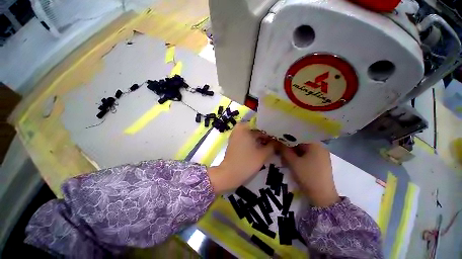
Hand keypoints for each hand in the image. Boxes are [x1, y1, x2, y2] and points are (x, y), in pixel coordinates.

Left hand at [208, 123, 274, 192]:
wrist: (229, 175)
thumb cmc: (246, 163)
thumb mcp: (263, 154)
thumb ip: (273, 145)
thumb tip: (278, 141)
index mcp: (244, 127)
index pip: (262, 125)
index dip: (272, 131)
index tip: (279, 137)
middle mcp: (239, 128)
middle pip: (256, 129)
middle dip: (266, 136)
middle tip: (277, 142)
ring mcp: (235, 135)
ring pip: (251, 134)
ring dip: (260, 139)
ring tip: (272, 145)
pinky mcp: (234, 142)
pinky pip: (246, 139)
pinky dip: (254, 142)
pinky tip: (262, 147)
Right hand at [280, 142, 339, 206]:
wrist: (322, 196)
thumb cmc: (307, 176)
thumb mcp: (293, 162)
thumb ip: (284, 150)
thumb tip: (276, 141)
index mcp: (315, 145)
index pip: (298, 136)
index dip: (287, 137)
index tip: (278, 139)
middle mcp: (320, 147)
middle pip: (301, 142)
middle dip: (289, 145)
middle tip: (279, 148)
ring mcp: (321, 155)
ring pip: (303, 149)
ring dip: (293, 151)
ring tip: (284, 155)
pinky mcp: (320, 162)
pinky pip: (307, 154)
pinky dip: (299, 156)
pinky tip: (292, 160)